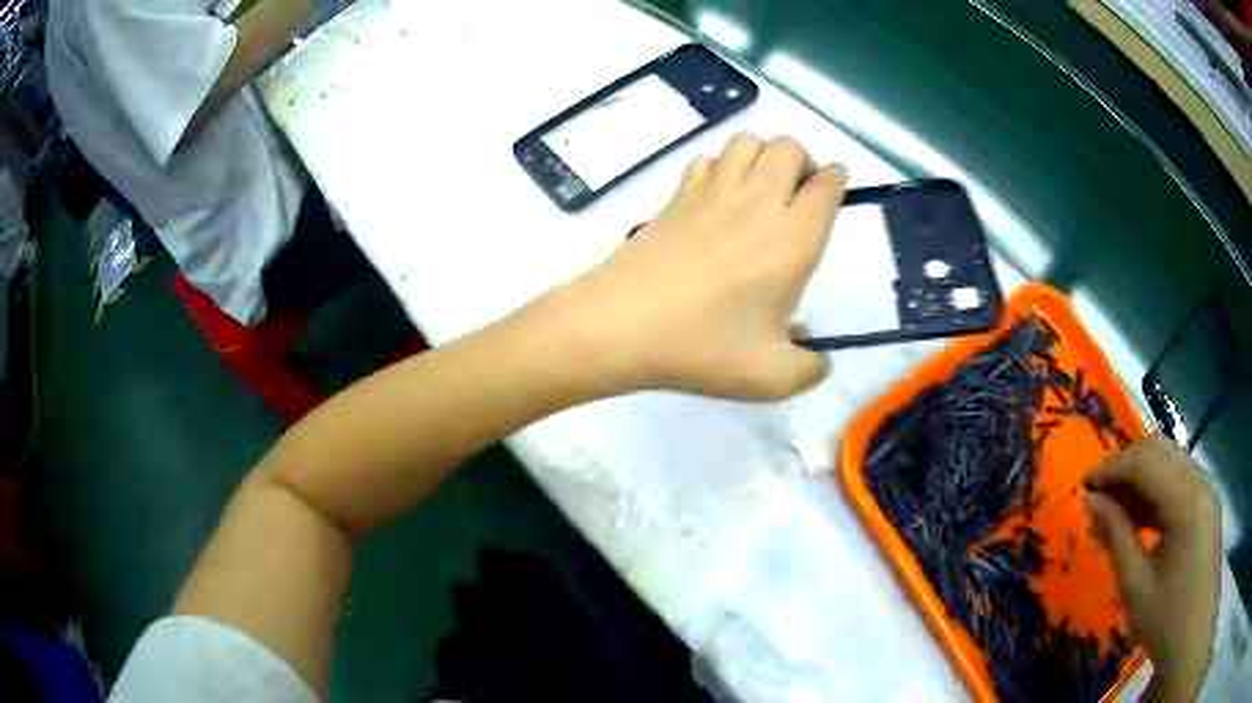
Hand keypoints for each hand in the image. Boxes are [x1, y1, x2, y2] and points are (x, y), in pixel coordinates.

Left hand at [552, 134, 847, 400]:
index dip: (837, 179)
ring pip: (746, 141)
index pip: (826, 186)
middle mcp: (758, 203)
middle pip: (788, 146)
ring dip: (763, 154)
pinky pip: (705, 159)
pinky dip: (720, 166)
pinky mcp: (676, 197)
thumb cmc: (703, 347)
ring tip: (762, 188)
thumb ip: (810, 369)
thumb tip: (818, 357)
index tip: (836, 187)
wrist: (621, 325)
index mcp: (793, 240)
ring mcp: (711, 192)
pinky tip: (716, 197)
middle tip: (799, 193)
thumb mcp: (771, 378)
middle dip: (803, 160)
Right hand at [1084, 434, 1220, 702]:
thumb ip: (1117, 537)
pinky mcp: (1206, 504)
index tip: (1085, 488)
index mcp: (1186, 500)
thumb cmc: (1166, 619)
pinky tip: (1141, 519)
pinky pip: (1179, 480)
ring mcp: (1206, 491)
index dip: (1112, 468)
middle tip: (1099, 497)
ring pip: (1170, 461)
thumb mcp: (1136, 587)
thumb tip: (1093, 502)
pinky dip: (1156, 490)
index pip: (1146, 461)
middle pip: (1160, 449)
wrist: (1193, 636)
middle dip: (1126, 466)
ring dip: (1141, 477)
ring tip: (1116, 511)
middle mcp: (1200, 482)